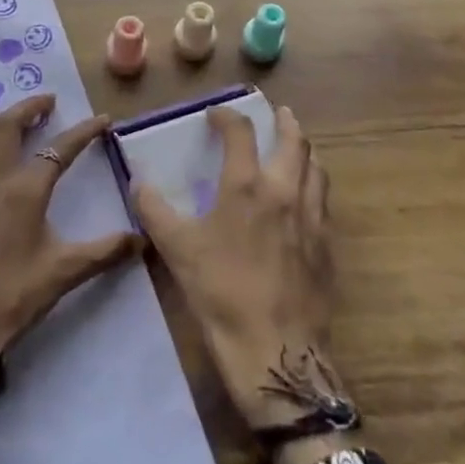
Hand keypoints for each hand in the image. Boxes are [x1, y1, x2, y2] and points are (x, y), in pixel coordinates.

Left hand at [0, 96, 140, 407]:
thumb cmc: (14, 297)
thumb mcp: (64, 273)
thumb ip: (105, 252)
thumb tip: (142, 240)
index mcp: (25, 191)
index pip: (60, 149)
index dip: (84, 131)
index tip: (102, 119)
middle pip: (9, 126)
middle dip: (30, 107)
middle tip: (49, 102)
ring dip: (2, 121)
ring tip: (18, 120)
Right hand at [132, 106, 342, 441]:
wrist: (274, 349)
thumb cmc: (221, 291)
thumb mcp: (177, 249)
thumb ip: (154, 210)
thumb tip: (137, 183)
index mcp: (246, 186)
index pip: (240, 133)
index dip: (227, 117)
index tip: (215, 115)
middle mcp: (284, 191)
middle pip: (294, 142)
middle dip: (285, 122)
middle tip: (278, 113)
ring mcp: (311, 218)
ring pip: (316, 169)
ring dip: (305, 151)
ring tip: (297, 148)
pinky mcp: (326, 245)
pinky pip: (323, 201)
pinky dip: (314, 185)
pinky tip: (305, 199)